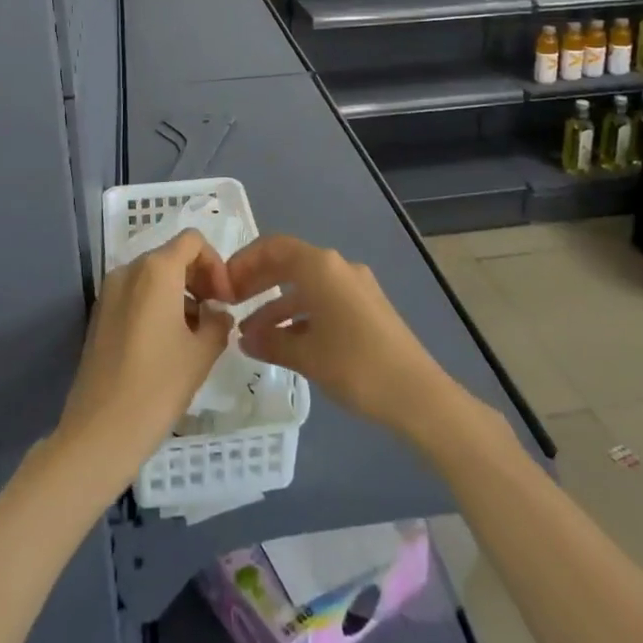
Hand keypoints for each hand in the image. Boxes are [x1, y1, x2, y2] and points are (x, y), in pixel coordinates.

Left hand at [53, 229, 233, 492]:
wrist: (99, 432)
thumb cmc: (157, 386)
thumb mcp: (202, 353)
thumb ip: (218, 322)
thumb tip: (217, 313)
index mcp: (156, 270)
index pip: (193, 241)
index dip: (216, 264)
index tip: (225, 300)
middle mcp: (129, 270)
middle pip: (172, 256)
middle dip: (198, 279)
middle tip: (215, 316)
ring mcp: (109, 292)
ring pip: (153, 277)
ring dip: (179, 294)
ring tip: (195, 335)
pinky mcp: (99, 315)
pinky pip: (135, 295)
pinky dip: (157, 306)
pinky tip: (168, 345)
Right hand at [228, 235, 464, 444]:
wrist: (418, 395)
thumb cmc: (356, 366)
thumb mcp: (305, 355)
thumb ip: (270, 342)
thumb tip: (244, 339)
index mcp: (321, 267)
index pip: (273, 247)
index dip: (244, 262)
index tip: (223, 286)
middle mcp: (338, 267)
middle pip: (288, 263)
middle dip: (257, 281)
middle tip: (231, 304)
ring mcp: (355, 288)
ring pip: (305, 286)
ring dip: (276, 305)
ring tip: (251, 336)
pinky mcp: (366, 309)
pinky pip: (322, 301)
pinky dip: (299, 316)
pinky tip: (284, 344)